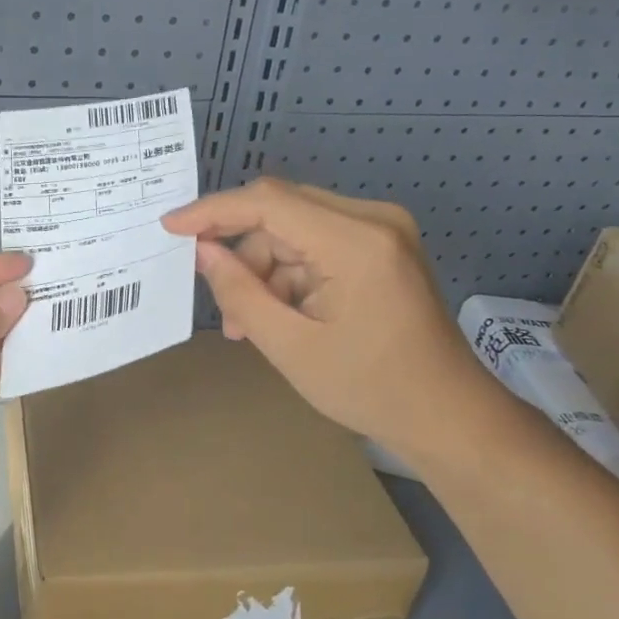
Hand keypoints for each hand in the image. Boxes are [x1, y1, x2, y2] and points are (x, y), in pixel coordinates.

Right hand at [162, 179, 507, 465]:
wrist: (449, 416)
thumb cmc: (371, 388)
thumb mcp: (290, 346)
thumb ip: (239, 292)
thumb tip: (202, 251)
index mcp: (356, 241)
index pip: (268, 202)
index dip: (212, 211)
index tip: (170, 226)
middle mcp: (373, 220)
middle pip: (280, 212)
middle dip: (241, 253)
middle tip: (219, 301)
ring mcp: (381, 231)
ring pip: (294, 230)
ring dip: (264, 270)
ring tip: (250, 325)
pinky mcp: (381, 246)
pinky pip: (316, 244)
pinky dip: (290, 275)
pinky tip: (280, 316)